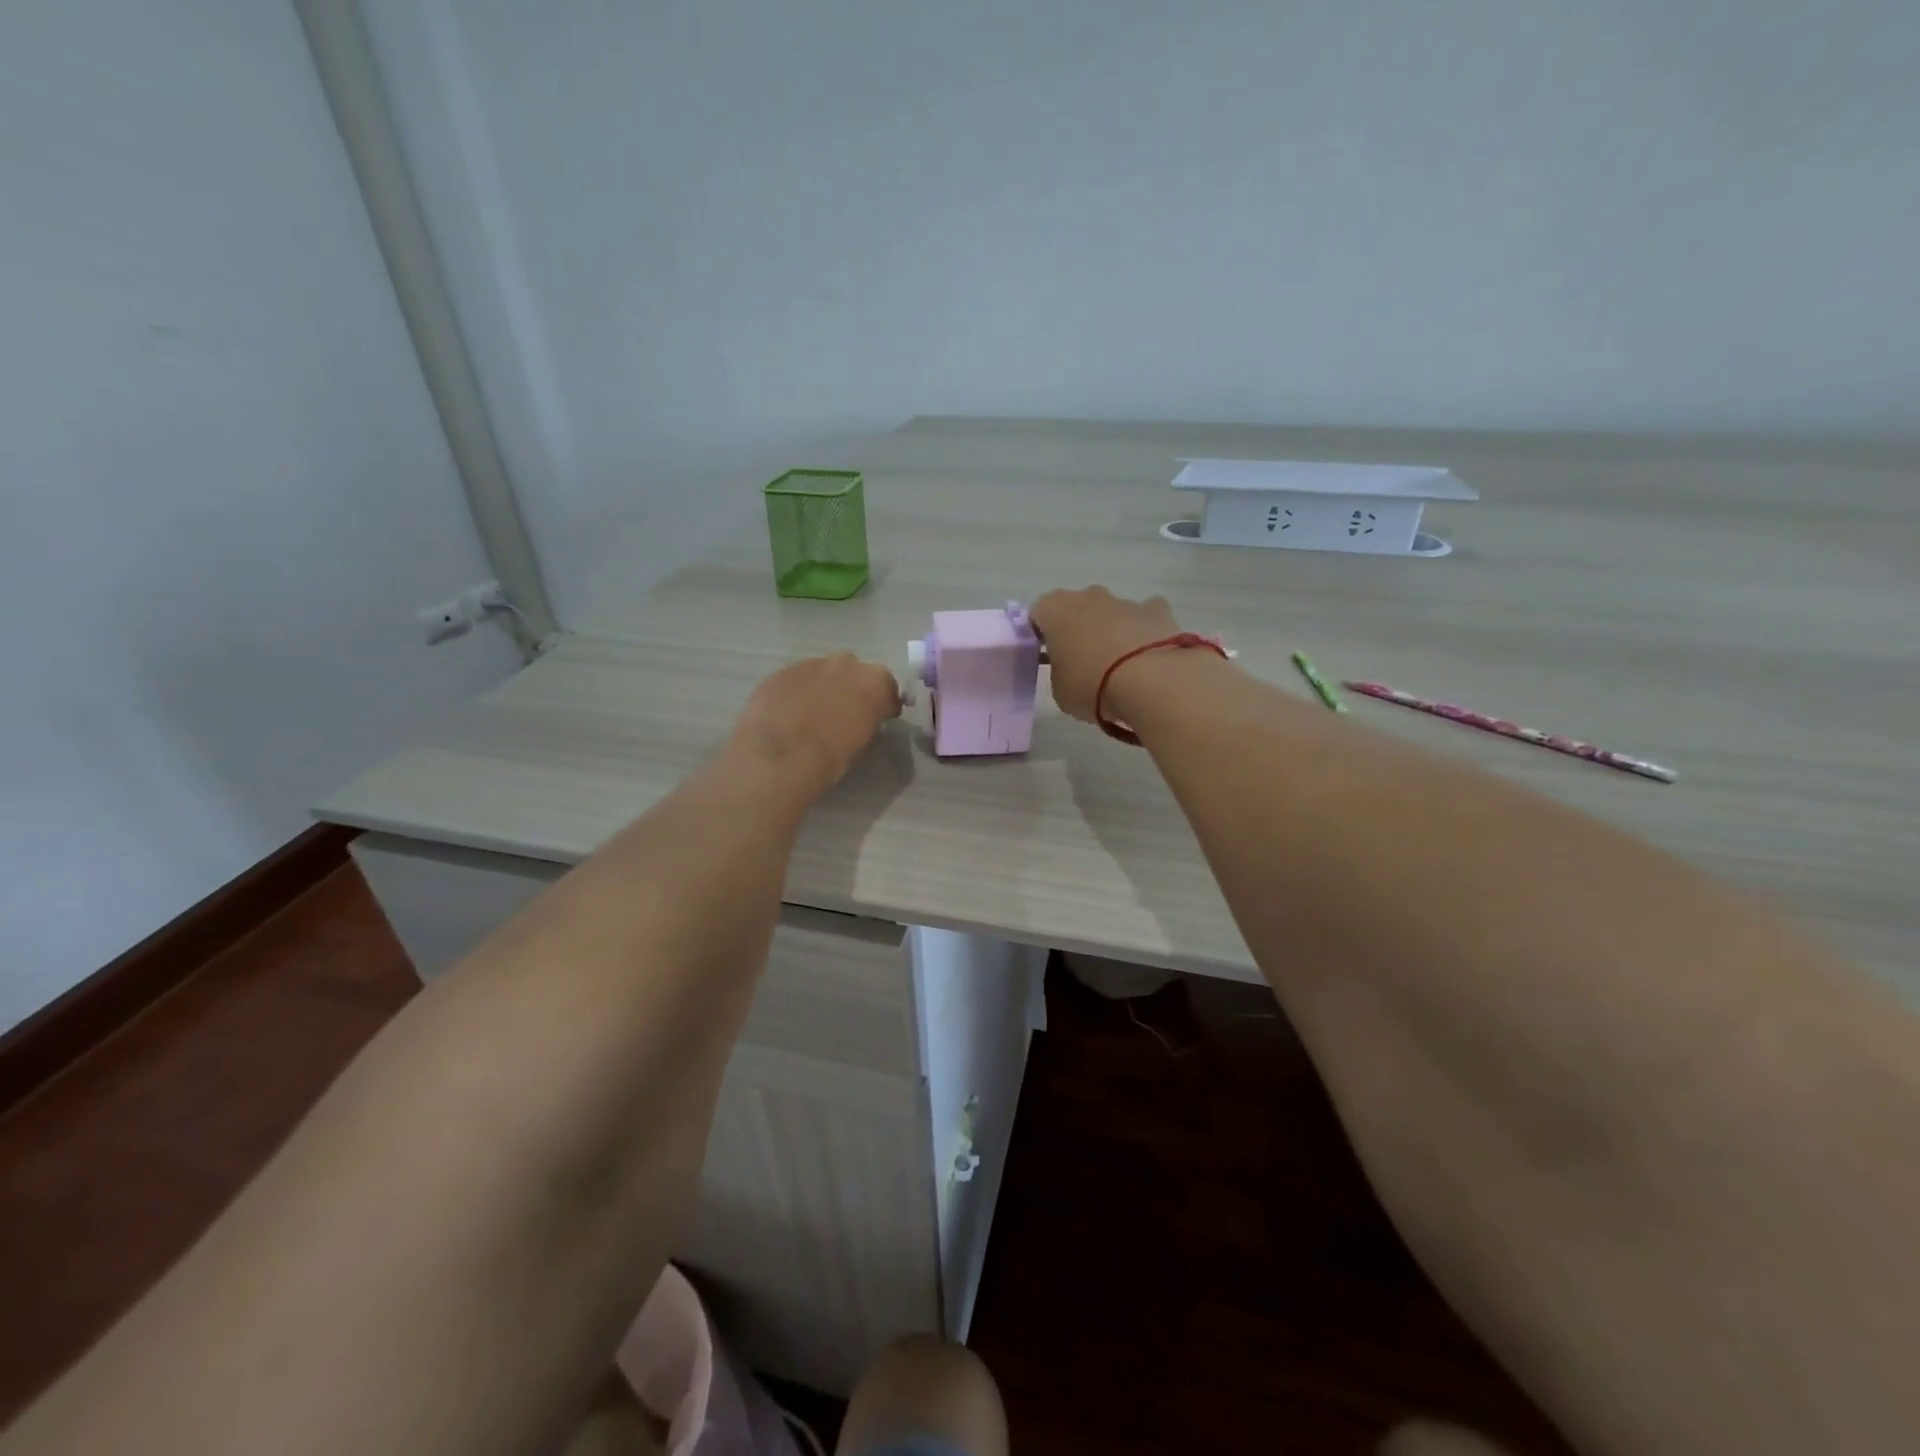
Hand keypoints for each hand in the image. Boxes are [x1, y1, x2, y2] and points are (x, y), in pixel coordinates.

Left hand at [728, 653, 901, 793]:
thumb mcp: (864, 742)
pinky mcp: (782, 671)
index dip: (882, 703)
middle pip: (854, 673)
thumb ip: (869, 721)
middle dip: (851, 689)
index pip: (887, 688)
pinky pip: (797, 680)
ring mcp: (811, 663)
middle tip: (843, 712)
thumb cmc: (832, 755)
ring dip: (822, 688)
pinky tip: (789, 713)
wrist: (781, 755)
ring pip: (823, 673)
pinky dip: (797, 692)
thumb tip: (863, 718)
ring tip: (812, 713)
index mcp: (874, 681)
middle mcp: (845, 663)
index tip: (878, 717)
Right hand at [1030, 586, 1185, 723]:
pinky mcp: (1157, 610)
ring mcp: (1125, 601)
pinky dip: (1144, 631)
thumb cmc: (1091, 685)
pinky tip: (1149, 656)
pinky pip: (1145, 616)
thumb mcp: (1060, 690)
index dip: (1041, 636)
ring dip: (1111, 631)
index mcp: (1055, 610)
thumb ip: (1060, 672)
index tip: (1048, 659)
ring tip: (1120, 667)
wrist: (1150, 681)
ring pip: (1111, 612)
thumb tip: (1072, 669)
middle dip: (1078, 630)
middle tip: (1082, 663)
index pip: (1038, 615)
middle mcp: (1088, 596)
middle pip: (1076, 609)